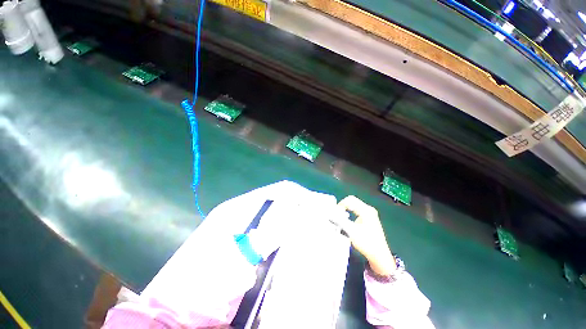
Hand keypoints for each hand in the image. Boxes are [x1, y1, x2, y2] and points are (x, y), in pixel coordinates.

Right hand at [335, 196, 395, 275]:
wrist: (379, 256)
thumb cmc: (366, 243)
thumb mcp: (351, 231)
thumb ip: (340, 220)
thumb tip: (330, 214)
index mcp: (366, 210)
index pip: (350, 200)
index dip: (340, 205)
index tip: (335, 213)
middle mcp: (369, 209)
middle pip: (352, 200)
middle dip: (343, 206)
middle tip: (336, 214)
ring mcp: (370, 213)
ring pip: (354, 205)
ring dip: (346, 209)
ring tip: (340, 217)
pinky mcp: (369, 218)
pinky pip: (357, 209)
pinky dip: (350, 211)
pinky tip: (347, 219)